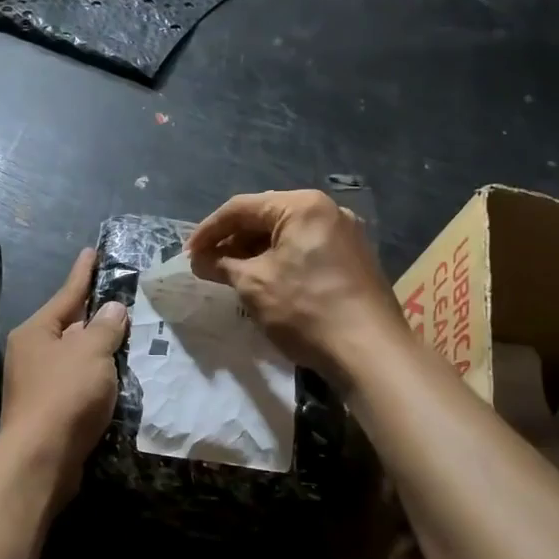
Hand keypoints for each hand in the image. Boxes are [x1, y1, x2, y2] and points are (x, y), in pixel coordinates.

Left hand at [0, 248, 128, 491]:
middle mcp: (31, 352)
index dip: (83, 273)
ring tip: (125, 337)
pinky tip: (114, 377)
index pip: (67, 294)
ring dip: (97, 349)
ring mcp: (36, 382)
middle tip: (122, 300)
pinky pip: (76, 381)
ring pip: (74, 356)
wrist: (41, 459)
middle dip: (95, 315)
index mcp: (36, 331)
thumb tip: (112, 309)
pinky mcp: (47, 409)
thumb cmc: (65, 395)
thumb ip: (105, 327)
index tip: (92, 251)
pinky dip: (94, 376)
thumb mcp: (91, 353)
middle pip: (69, 325)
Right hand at [187, 189, 403, 381]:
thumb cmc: (306, 310)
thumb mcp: (254, 285)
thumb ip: (221, 265)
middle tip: (205, 263)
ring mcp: (345, 234)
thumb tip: (199, 260)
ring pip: (286, 234)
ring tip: (228, 273)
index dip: (208, 230)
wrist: (370, 352)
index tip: (187, 254)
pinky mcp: (353, 259)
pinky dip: (279, 260)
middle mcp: (327, 210)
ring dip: (253, 251)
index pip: (241, 208)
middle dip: (231, 240)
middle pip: (265, 216)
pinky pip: (305, 249)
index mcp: (302, 206)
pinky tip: (262, 280)